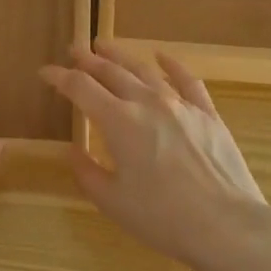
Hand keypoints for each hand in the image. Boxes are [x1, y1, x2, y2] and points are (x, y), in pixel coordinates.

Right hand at [40, 41, 270, 268]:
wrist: (225, 225)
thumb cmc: (162, 217)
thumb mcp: (113, 201)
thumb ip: (87, 172)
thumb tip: (74, 151)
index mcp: (118, 121)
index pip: (80, 88)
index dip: (59, 77)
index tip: (45, 71)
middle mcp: (147, 102)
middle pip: (111, 71)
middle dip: (88, 59)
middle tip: (73, 49)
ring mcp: (180, 104)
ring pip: (145, 70)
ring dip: (121, 55)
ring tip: (105, 46)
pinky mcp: (207, 113)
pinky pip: (187, 80)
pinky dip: (171, 64)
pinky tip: (161, 56)